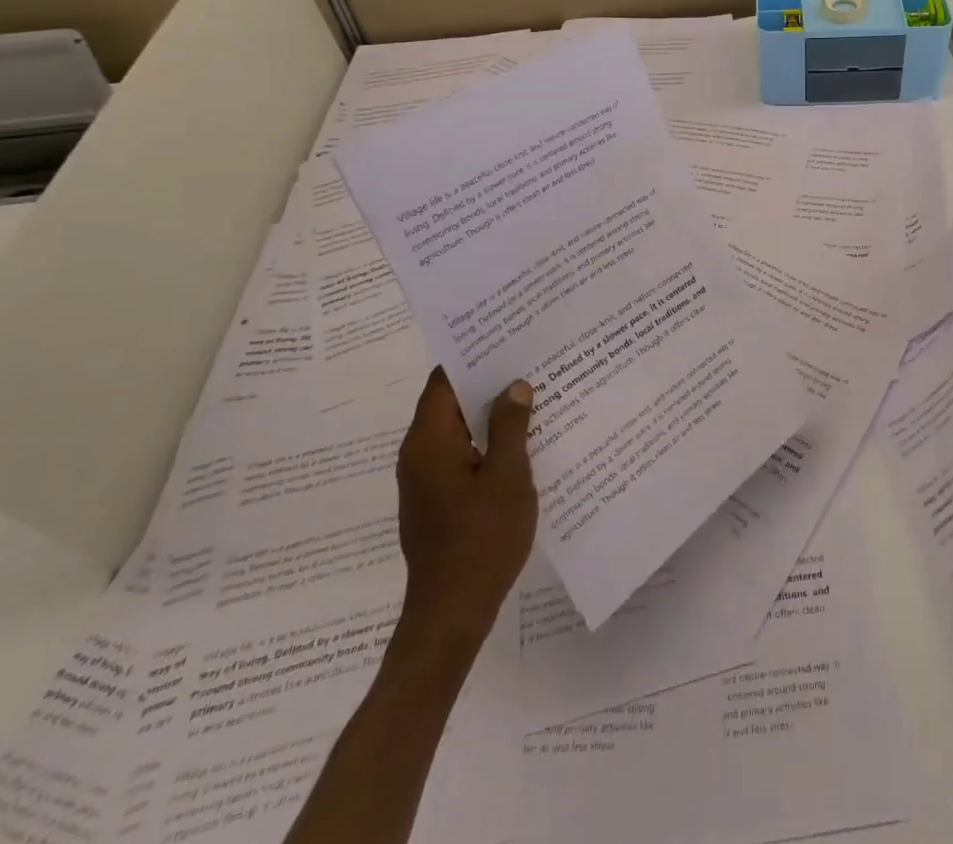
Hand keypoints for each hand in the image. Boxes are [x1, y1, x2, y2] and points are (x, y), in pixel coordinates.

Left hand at [394, 368, 537, 645]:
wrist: (451, 614)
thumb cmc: (481, 539)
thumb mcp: (508, 477)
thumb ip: (511, 426)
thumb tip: (514, 386)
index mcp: (429, 441)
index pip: (444, 380)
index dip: (473, 356)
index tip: (507, 338)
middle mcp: (418, 454)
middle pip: (450, 402)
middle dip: (488, 381)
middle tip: (530, 361)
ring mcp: (425, 480)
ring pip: (458, 429)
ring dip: (490, 413)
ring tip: (534, 394)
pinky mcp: (436, 500)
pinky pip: (461, 455)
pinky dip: (486, 441)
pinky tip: (523, 441)